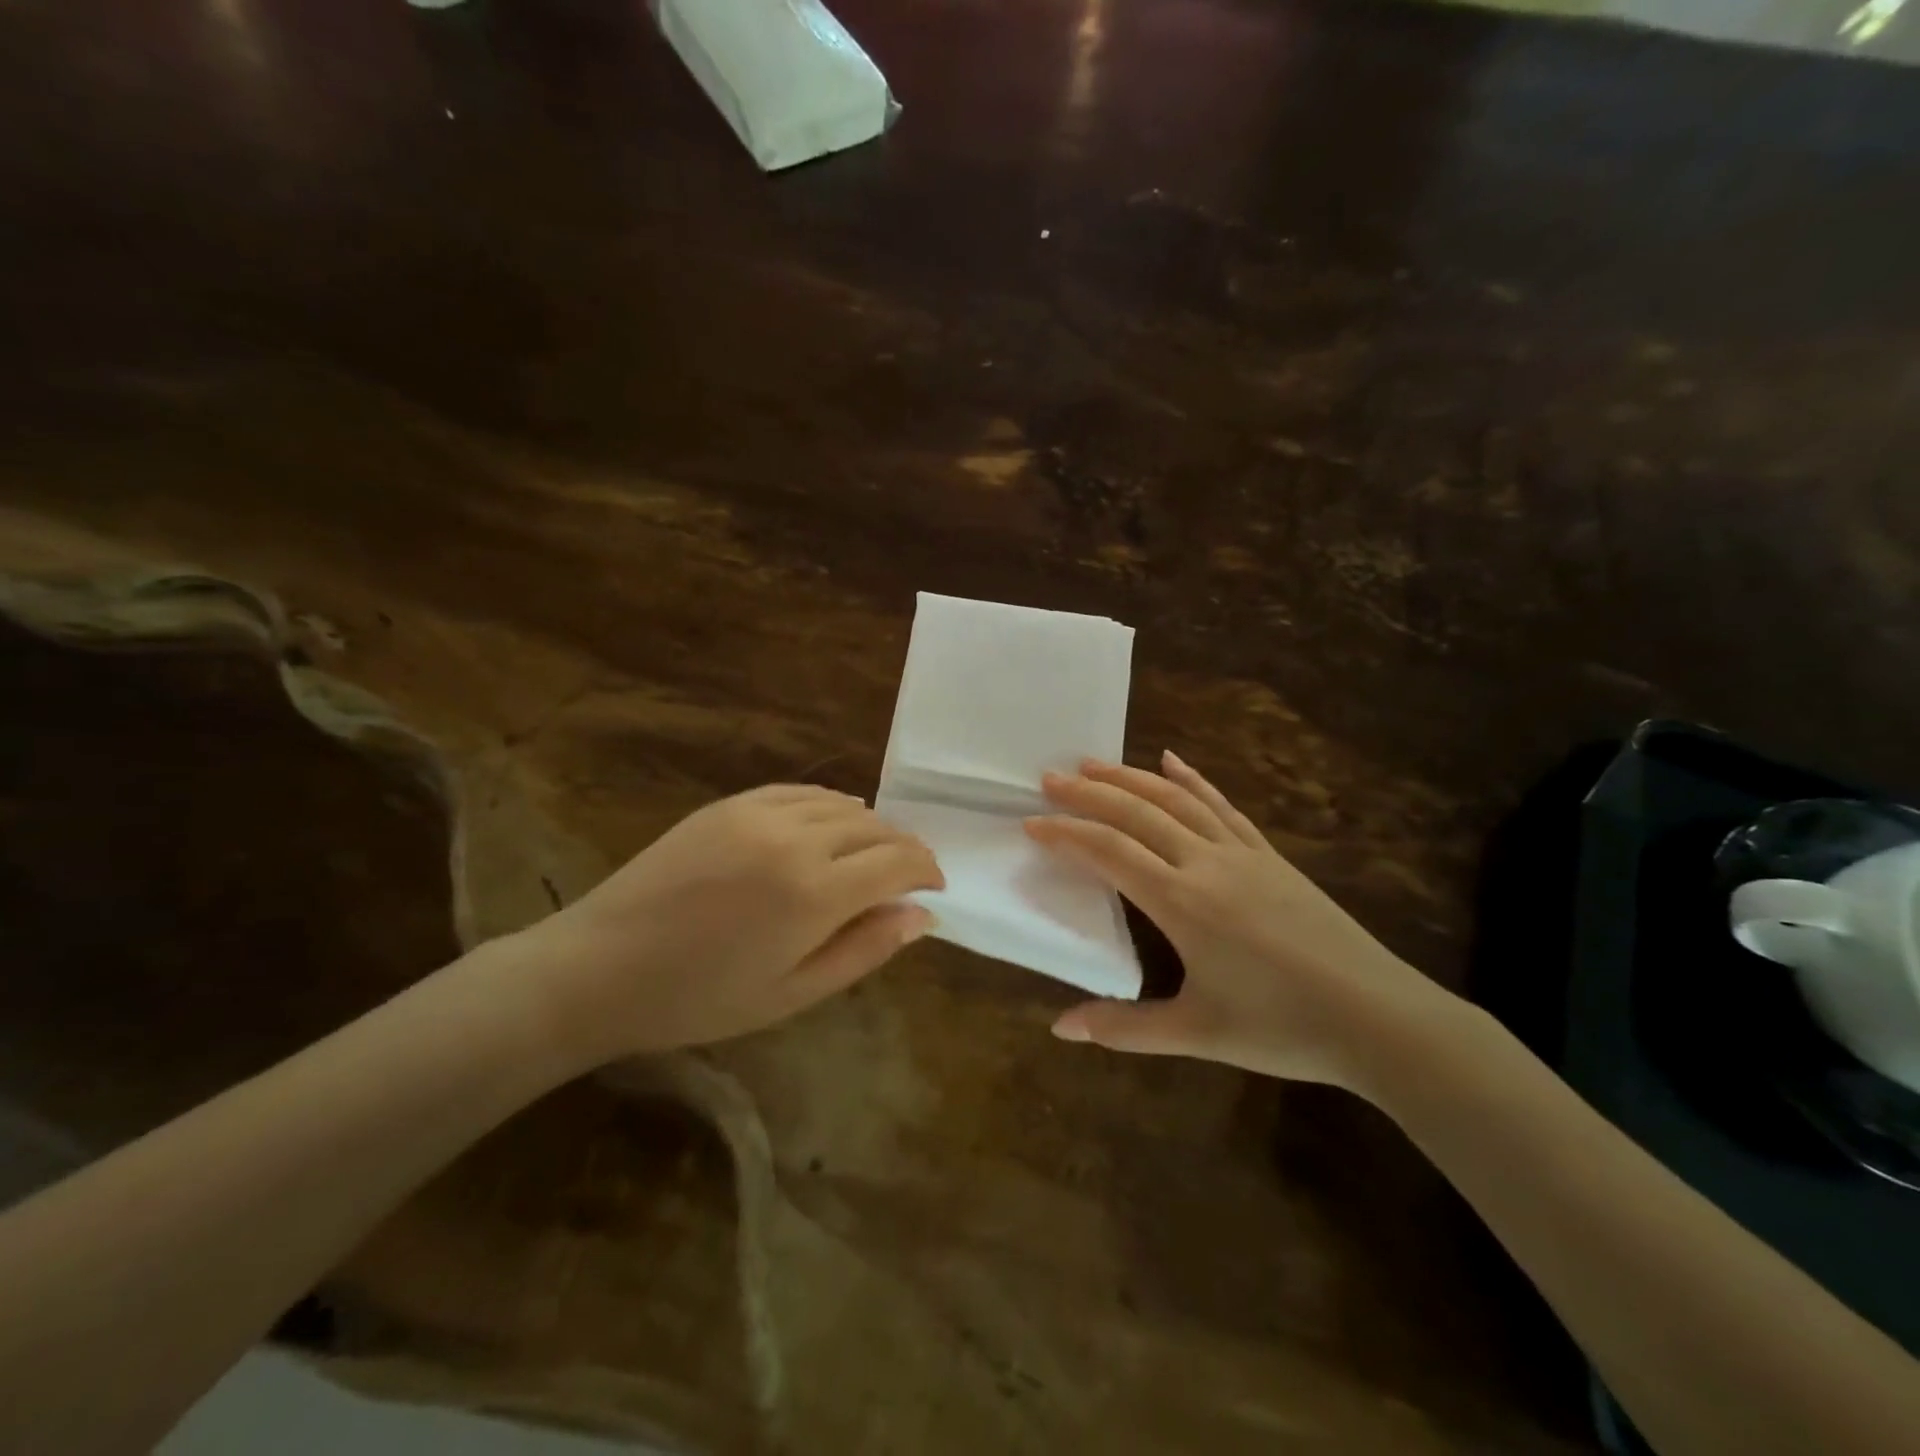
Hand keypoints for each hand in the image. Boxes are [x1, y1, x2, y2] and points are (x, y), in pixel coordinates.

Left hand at [506, 785, 943, 1066]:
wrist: (601, 967)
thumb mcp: (792, 993)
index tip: (935, 886)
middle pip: (876, 828)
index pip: (898, 862)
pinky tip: (831, 825)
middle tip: (909, 875)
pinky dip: (830, 806)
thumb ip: (865, 949)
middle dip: (904, 848)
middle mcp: (796, 840)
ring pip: (842, 805)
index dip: (926, 870)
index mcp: (814, 894)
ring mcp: (760, 813)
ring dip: (870, 827)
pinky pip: (801, 792)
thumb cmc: (700, 998)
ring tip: (872, 855)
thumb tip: (922, 915)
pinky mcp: (731, 803)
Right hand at [1025, 753, 1454, 1091]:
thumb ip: (1125, 1028)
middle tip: (1049, 777)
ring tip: (1094, 763)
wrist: (1378, 1017)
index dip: (1067, 833)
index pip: (1109, 852)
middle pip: (1137, 813)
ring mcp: (1242, 853)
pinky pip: (1222, 806)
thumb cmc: (1282, 1027)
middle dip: (1089, 793)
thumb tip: (1059, 1029)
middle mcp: (1206, 863)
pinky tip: (1174, 761)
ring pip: (1176, 800)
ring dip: (1131, 777)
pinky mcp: (1269, 855)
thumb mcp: (1197, 1033)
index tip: (1032, 823)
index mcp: (1182, 902)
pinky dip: (1193, 780)